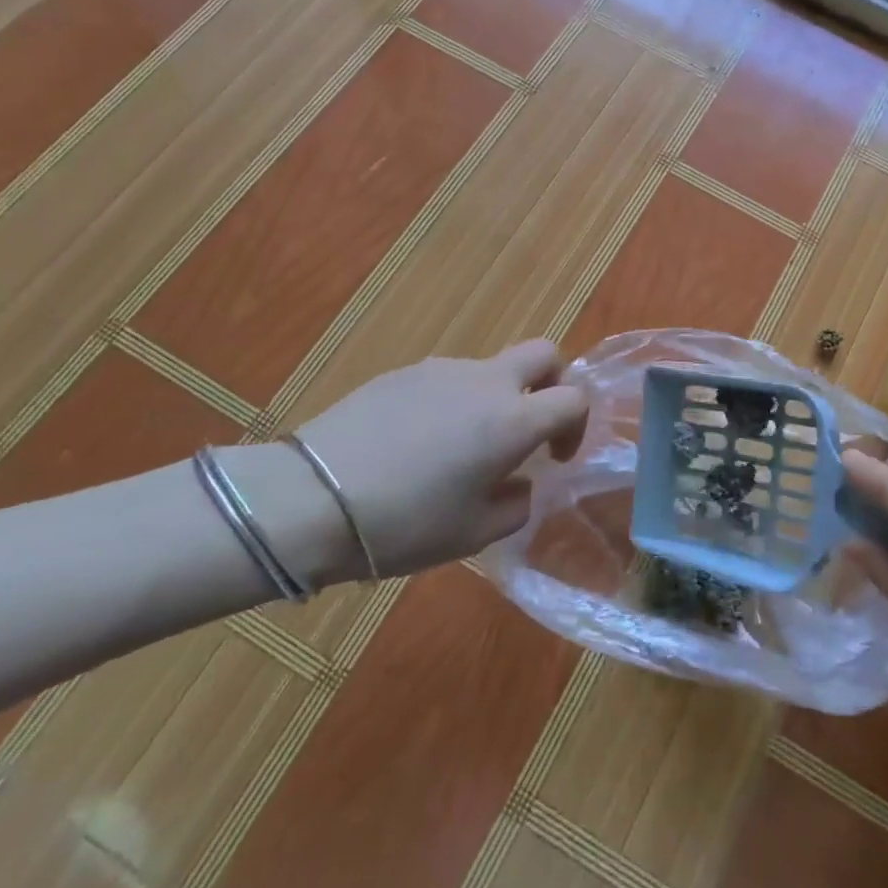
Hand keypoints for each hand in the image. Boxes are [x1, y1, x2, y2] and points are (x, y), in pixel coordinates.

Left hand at [290, 340, 587, 578]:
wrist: (311, 499)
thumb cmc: (405, 524)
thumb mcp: (474, 534)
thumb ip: (516, 504)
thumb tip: (520, 483)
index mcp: (512, 420)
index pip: (573, 398)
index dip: (576, 426)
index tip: (554, 458)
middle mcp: (485, 382)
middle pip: (544, 353)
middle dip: (552, 383)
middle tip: (531, 426)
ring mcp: (442, 370)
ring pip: (491, 368)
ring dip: (496, 398)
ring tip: (461, 450)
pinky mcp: (403, 372)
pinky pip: (448, 379)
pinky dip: (455, 402)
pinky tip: (419, 443)